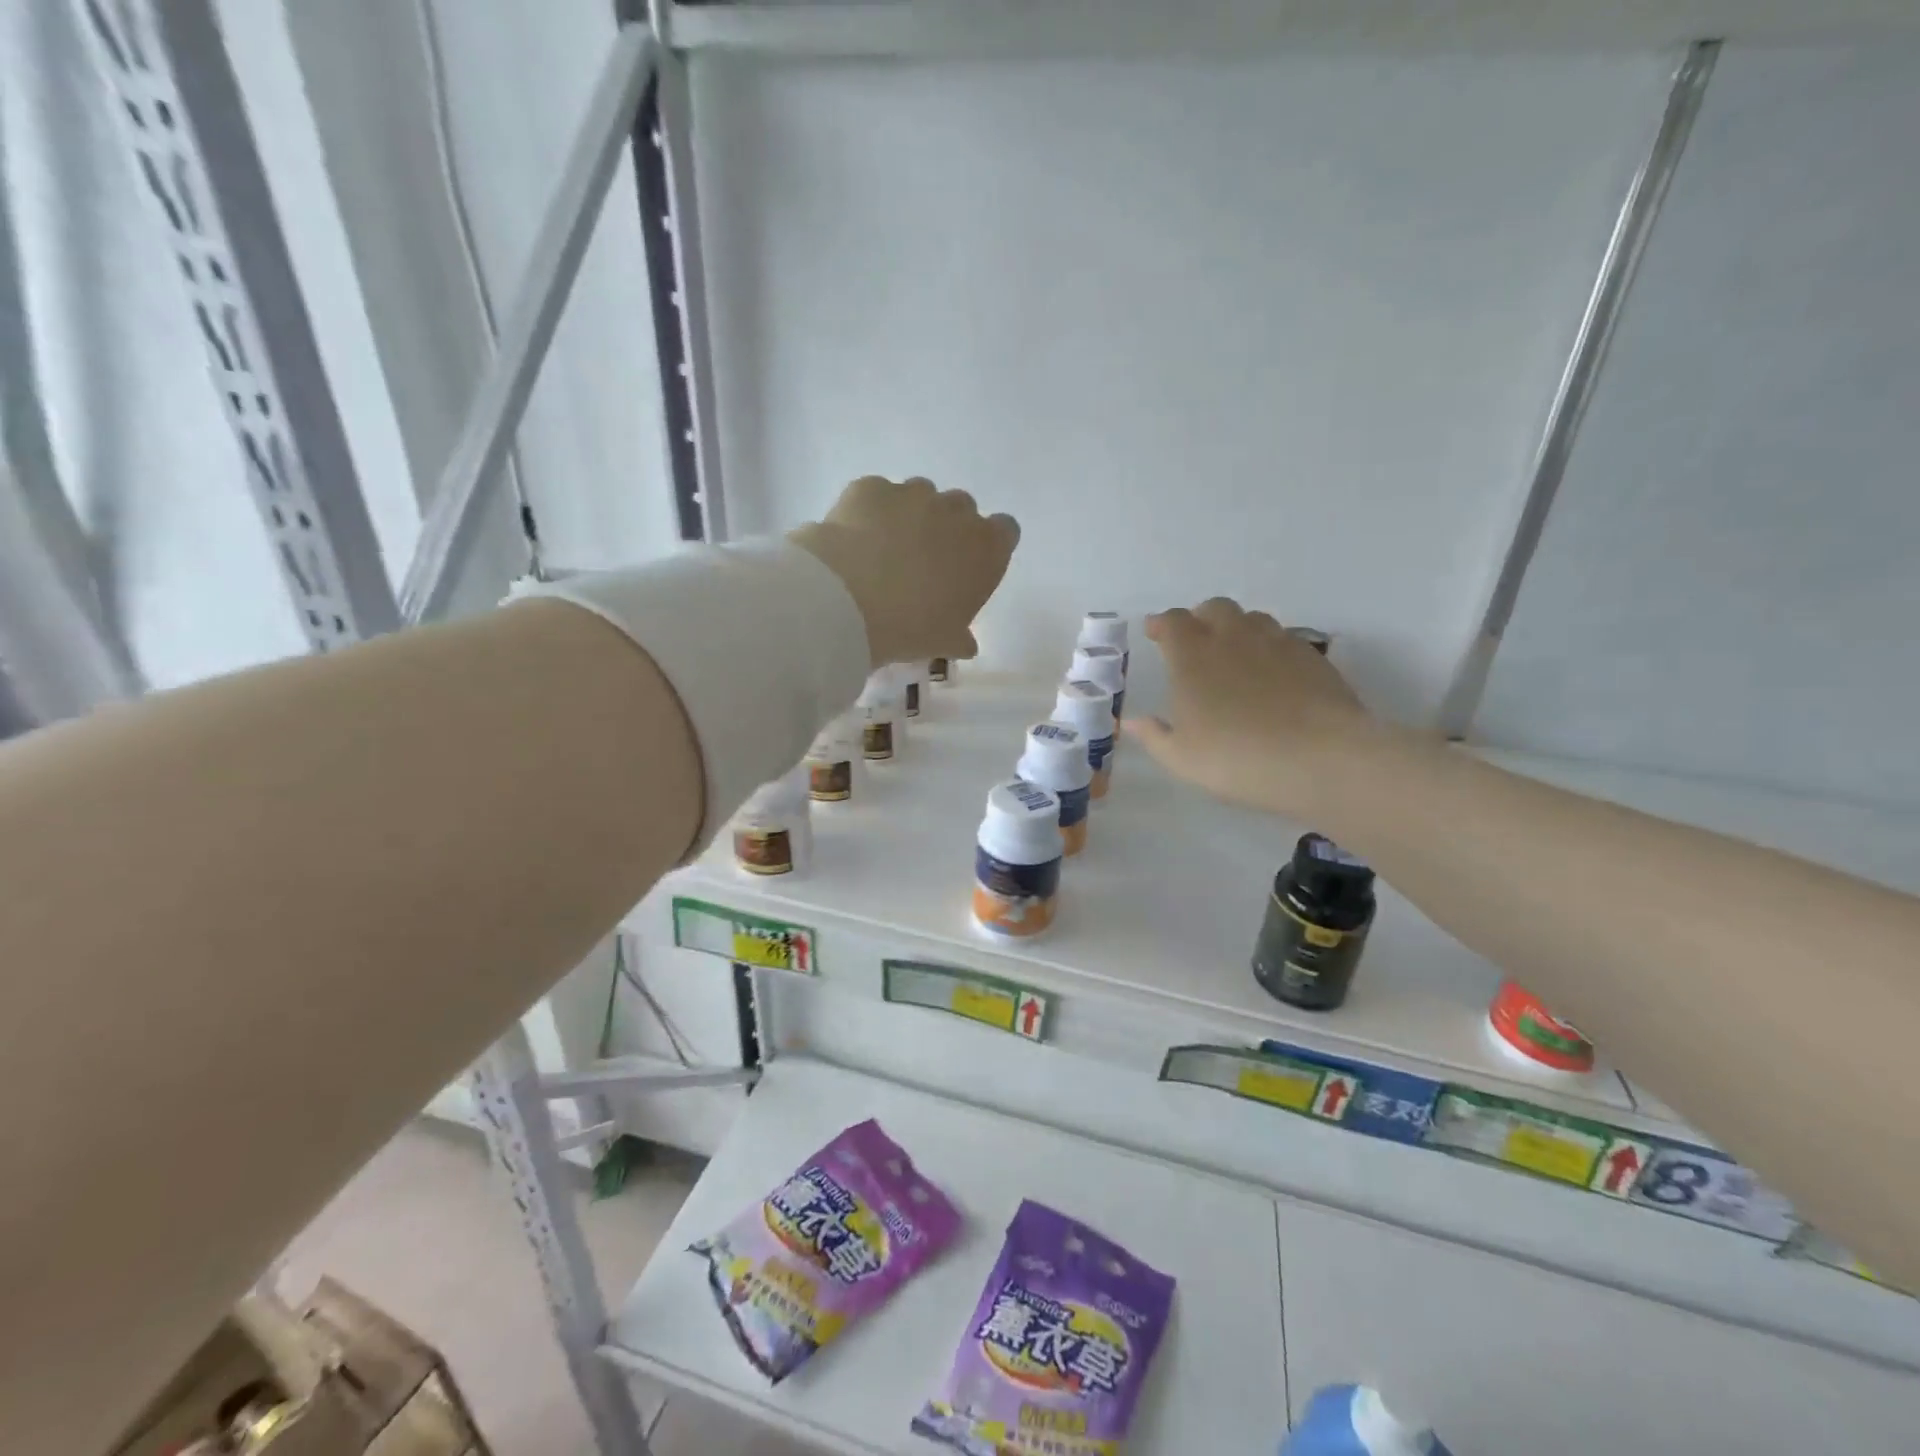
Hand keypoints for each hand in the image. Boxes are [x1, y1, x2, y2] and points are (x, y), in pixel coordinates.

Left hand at [789, 476, 1018, 667]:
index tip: (968, 569)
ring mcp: (912, 493)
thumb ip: (960, 636)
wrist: (847, 601)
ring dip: (910, 517)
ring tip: (884, 552)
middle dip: (947, 530)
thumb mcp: (944, 642)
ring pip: (920, 496)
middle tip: (923, 565)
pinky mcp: (871, 487)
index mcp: (987, 548)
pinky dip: (871, 514)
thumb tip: (965, 642)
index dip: (987, 547)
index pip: (1005, 531)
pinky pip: (878, 496)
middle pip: (962, 509)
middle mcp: (956, 511)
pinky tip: (855, 543)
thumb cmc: (911, 627)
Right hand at [1126, 598, 1377, 817]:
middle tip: (1195, 642)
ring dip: (1237, 629)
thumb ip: (1154, 736)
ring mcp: (1276, 643)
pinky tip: (1272, 674)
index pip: (1173, 622)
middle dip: (1200, 619)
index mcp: (1192, 657)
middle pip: (1215, 608)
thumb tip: (1133, 722)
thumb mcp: (1182, 758)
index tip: (1155, 633)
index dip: (1162, 624)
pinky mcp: (1311, 656)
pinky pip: (1283, 638)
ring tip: (1234, 654)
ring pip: (1252, 618)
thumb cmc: (1236, 759)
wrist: (1320, 759)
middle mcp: (1233, 638)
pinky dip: (1269, 647)